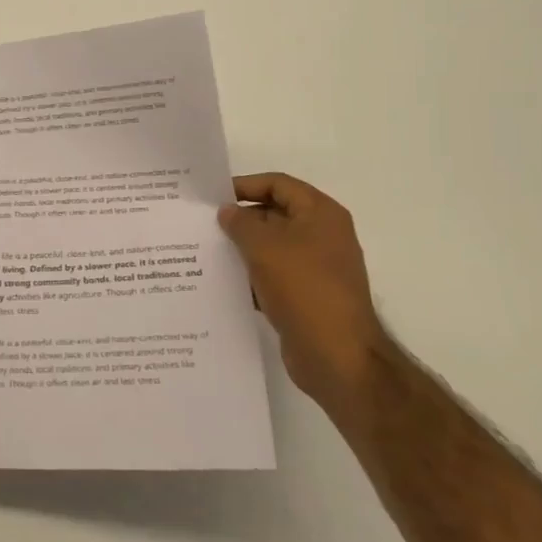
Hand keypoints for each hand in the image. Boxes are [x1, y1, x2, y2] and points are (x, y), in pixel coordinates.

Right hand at [217, 173, 383, 404]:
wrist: (337, 357)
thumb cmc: (303, 288)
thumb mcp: (263, 246)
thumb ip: (240, 222)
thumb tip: (227, 212)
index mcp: (321, 214)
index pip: (278, 184)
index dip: (245, 185)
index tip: (213, 197)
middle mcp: (323, 236)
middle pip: (275, 214)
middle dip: (241, 219)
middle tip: (204, 225)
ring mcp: (317, 268)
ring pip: (272, 247)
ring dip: (243, 249)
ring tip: (207, 252)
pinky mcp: (308, 296)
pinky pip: (275, 275)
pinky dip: (253, 276)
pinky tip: (225, 283)